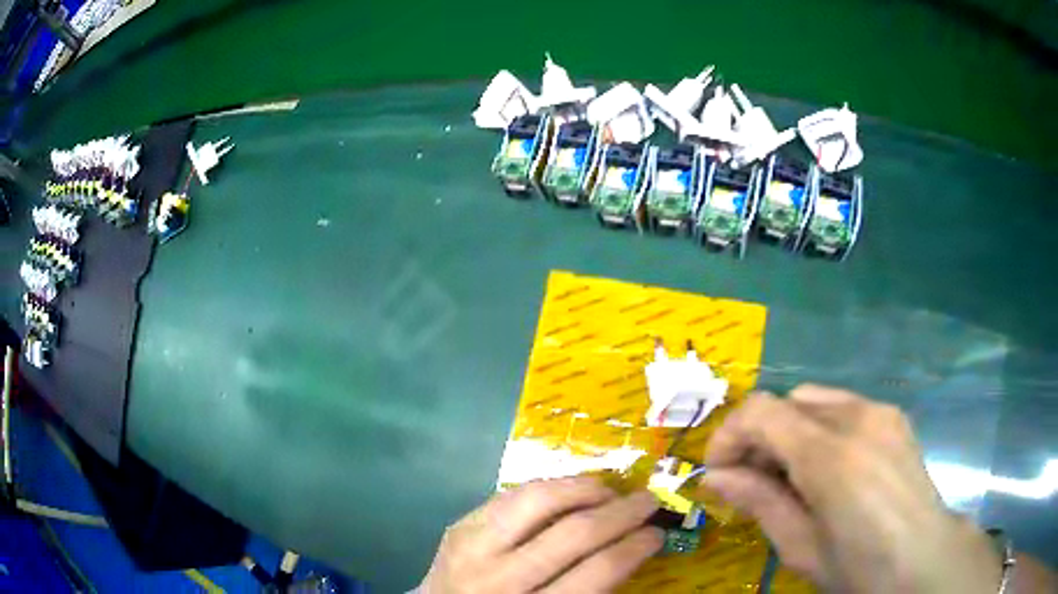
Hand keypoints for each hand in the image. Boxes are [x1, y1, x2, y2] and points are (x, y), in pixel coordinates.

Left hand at [418, 477, 662, 592]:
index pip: (597, 573)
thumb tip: (633, 546)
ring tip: (610, 490)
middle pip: (573, 533)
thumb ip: (591, 590)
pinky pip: (510, 495)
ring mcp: (473, 548)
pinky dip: (548, 489)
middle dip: (622, 512)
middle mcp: (500, 579)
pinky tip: (568, 491)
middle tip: (648, 500)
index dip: (635, 547)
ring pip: (537, 499)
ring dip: (583, 488)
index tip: (657, 533)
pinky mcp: (459, 526)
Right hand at [701, 385, 1001, 593]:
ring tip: (791, 475)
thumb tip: (716, 477)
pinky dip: (820, 429)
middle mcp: (856, 417)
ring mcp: (879, 411)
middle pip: (787, 401)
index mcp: (830, 455)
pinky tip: (829, 468)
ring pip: (815, 400)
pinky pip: (843, 407)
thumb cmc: (858, 565)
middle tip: (753, 479)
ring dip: (790, 430)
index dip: (729, 435)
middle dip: (759, 435)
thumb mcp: (800, 546)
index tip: (720, 472)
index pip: (761, 411)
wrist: (922, 557)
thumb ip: (759, 502)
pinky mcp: (893, 416)